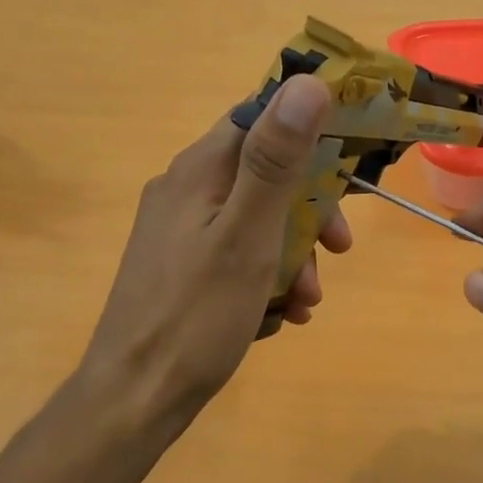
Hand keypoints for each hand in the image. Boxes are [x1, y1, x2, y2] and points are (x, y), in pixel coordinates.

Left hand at [78, 74, 350, 432]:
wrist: (134, 398)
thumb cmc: (196, 316)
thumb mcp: (247, 236)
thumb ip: (275, 161)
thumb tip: (308, 84)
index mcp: (198, 170)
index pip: (259, 117)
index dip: (308, 131)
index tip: (348, 164)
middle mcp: (185, 190)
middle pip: (264, 174)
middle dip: (308, 211)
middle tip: (338, 250)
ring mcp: (180, 231)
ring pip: (256, 220)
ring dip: (292, 253)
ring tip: (306, 301)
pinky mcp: (181, 268)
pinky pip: (237, 254)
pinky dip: (266, 276)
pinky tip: (281, 315)